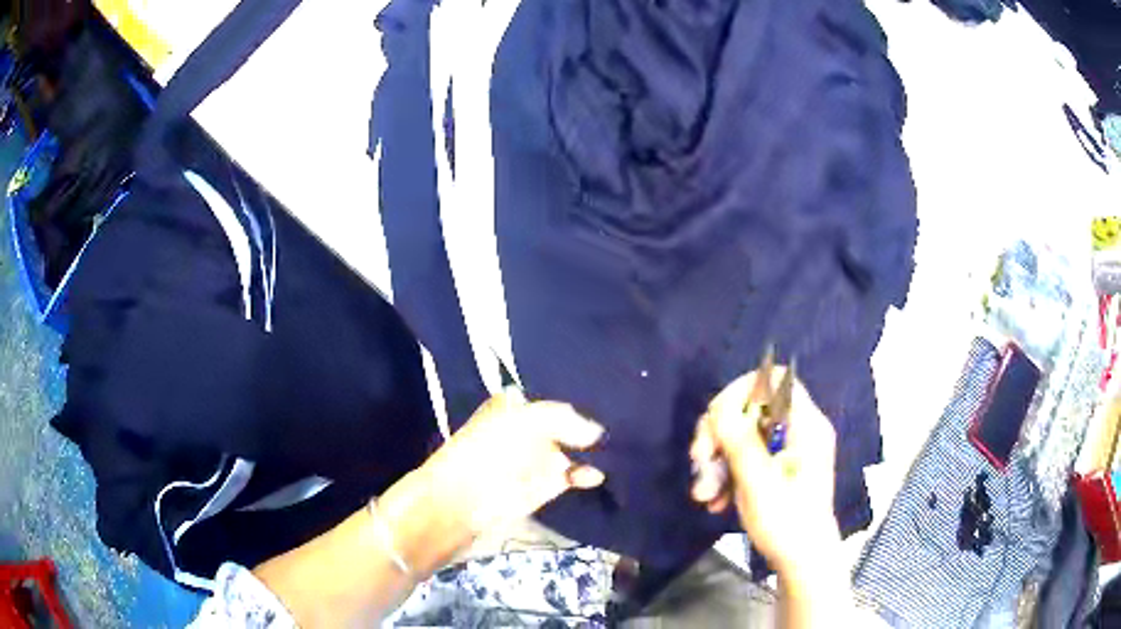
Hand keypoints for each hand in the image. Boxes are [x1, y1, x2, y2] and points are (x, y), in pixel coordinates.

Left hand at [420, 388, 606, 537]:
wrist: (462, 501)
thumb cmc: (487, 450)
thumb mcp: (523, 421)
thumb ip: (563, 418)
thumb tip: (596, 432)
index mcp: (514, 406)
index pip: (553, 394)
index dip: (577, 394)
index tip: (605, 390)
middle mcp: (529, 429)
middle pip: (568, 422)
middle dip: (590, 422)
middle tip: (623, 418)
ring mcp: (537, 458)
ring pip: (575, 448)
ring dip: (595, 449)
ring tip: (623, 444)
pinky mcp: (546, 485)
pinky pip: (574, 475)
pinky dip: (588, 474)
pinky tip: (602, 472)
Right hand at [689, 369, 839, 573]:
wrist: (802, 561)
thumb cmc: (787, 521)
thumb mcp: (758, 482)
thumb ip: (739, 441)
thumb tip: (718, 407)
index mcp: (806, 425)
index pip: (773, 381)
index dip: (741, 392)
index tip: (716, 420)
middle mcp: (798, 430)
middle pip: (751, 410)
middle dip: (719, 434)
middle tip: (698, 460)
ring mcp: (787, 451)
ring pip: (743, 436)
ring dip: (717, 461)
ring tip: (702, 494)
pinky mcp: (777, 470)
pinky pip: (746, 458)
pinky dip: (727, 475)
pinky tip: (714, 501)